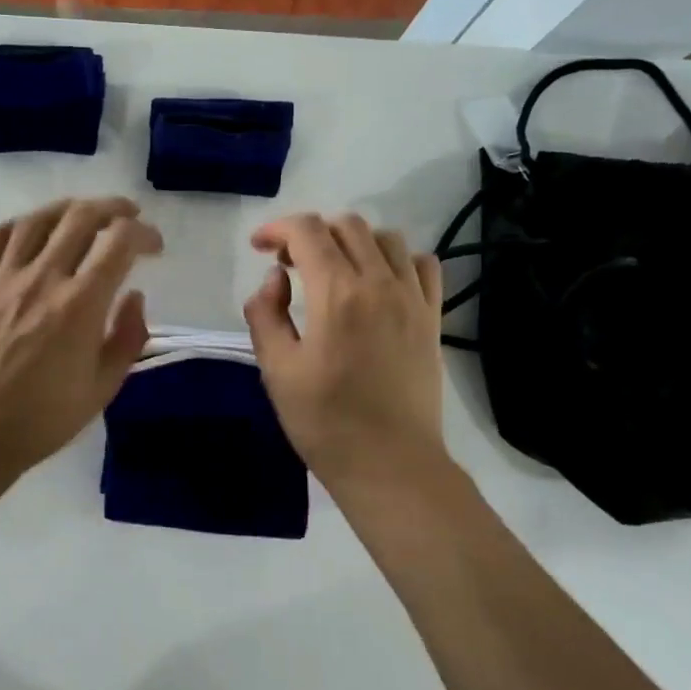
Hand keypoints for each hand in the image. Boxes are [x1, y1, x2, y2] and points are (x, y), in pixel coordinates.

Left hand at [0, 197, 162, 476]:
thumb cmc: (46, 417)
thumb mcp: (104, 387)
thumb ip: (129, 337)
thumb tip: (135, 296)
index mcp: (80, 306)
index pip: (119, 243)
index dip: (144, 235)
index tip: (155, 248)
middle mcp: (44, 280)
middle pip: (81, 217)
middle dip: (113, 208)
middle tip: (129, 217)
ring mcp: (6, 279)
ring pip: (39, 219)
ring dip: (70, 208)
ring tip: (86, 214)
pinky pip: (1, 237)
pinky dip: (26, 223)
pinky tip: (38, 231)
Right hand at [243, 213, 446, 491]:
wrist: (389, 464)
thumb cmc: (324, 422)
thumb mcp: (276, 370)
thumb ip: (266, 314)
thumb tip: (275, 279)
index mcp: (338, 295)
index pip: (307, 232)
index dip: (277, 229)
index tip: (259, 247)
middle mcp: (380, 284)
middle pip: (347, 225)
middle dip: (310, 233)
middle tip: (288, 265)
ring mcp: (413, 299)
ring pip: (385, 238)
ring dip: (351, 242)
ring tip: (332, 271)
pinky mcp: (432, 318)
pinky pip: (422, 265)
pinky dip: (395, 260)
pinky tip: (378, 284)